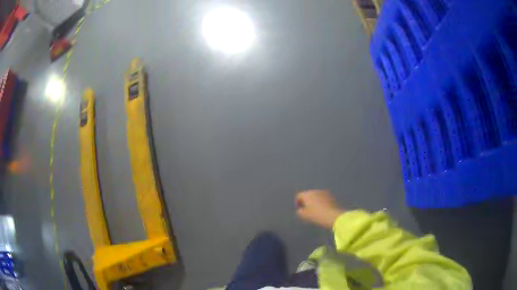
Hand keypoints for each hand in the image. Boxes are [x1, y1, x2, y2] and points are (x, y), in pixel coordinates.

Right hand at [295, 190, 344, 228]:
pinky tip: (322, 209)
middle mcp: (315, 191)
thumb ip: (299, 211)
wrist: (333, 216)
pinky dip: (320, 202)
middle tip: (306, 209)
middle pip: (308, 194)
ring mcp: (324, 192)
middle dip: (306, 201)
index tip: (299, 209)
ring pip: (316, 196)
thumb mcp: (304, 215)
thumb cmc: (316, 215)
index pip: (299, 196)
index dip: (297, 203)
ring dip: (314, 201)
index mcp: (307, 194)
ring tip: (314, 209)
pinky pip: (322, 198)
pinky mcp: (331, 196)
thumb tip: (300, 210)